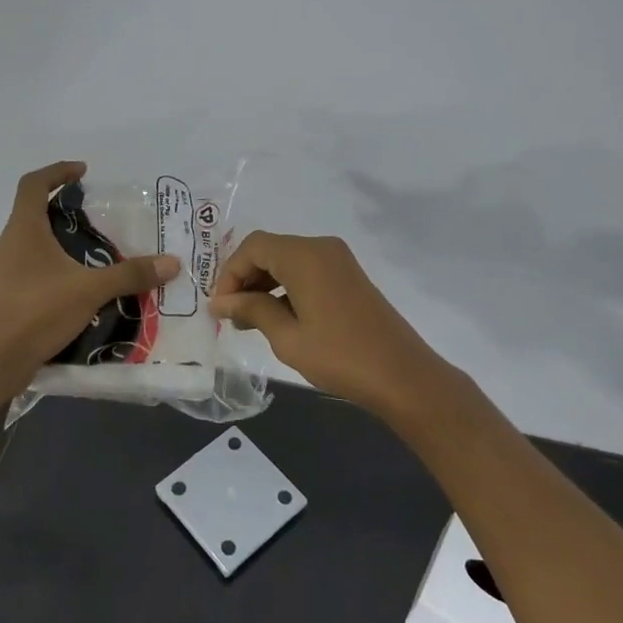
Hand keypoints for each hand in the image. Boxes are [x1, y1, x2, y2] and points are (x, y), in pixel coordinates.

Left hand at [0, 162, 179, 387]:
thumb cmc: (36, 311)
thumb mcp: (89, 289)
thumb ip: (129, 274)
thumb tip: (171, 262)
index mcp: (24, 229)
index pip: (33, 184)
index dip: (57, 171)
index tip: (83, 172)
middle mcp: (11, 244)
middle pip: (34, 212)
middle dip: (65, 208)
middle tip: (99, 216)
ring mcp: (6, 271)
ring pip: (35, 243)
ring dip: (62, 240)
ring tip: (97, 251)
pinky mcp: (9, 295)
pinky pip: (35, 269)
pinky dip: (58, 267)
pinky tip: (82, 285)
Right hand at [209, 232, 451, 417]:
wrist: (402, 375)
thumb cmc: (340, 356)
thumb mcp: (287, 337)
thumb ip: (252, 311)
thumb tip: (220, 302)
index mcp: (305, 256)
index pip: (253, 247)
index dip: (230, 273)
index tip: (220, 308)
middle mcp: (321, 248)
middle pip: (270, 249)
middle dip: (245, 278)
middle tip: (231, 315)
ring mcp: (339, 261)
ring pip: (288, 260)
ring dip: (264, 283)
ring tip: (250, 321)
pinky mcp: (348, 276)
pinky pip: (307, 270)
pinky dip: (286, 287)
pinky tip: (277, 318)